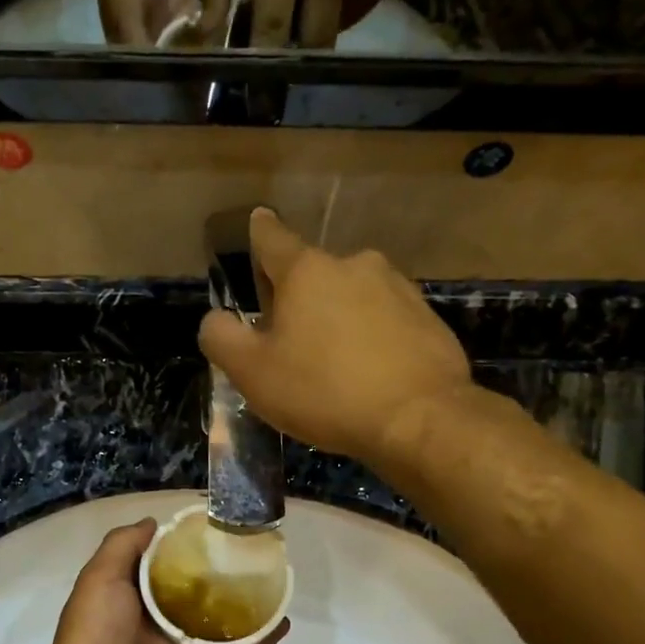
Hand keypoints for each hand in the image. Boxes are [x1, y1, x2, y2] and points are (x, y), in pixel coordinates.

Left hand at [32, 519, 285, 643]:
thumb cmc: (95, 636)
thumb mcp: (99, 579)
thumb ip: (123, 546)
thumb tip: (153, 522)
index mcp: (129, 595)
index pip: (161, 562)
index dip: (183, 544)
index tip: (213, 524)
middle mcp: (156, 618)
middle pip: (195, 588)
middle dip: (219, 570)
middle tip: (251, 546)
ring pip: (220, 618)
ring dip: (245, 601)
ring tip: (275, 576)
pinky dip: (260, 639)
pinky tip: (283, 620)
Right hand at [198, 208, 472, 464]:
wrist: (419, 419)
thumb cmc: (325, 392)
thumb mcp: (253, 374)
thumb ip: (222, 339)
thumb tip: (216, 319)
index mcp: (307, 271)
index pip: (271, 238)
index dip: (258, 234)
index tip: (256, 224)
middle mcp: (355, 264)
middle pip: (314, 275)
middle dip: (299, 300)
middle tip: (292, 345)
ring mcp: (398, 288)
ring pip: (353, 297)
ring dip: (338, 319)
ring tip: (335, 366)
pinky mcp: (427, 317)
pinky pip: (386, 321)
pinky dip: (373, 338)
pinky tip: (372, 375)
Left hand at [199, 0, 416, 47]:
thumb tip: (207, 33)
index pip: (272, 25)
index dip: (263, 61)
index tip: (254, 86)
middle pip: (312, 43)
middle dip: (296, 59)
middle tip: (284, 64)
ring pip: (337, 30)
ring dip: (319, 27)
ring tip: (311, 2)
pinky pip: (360, 9)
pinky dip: (344, 6)